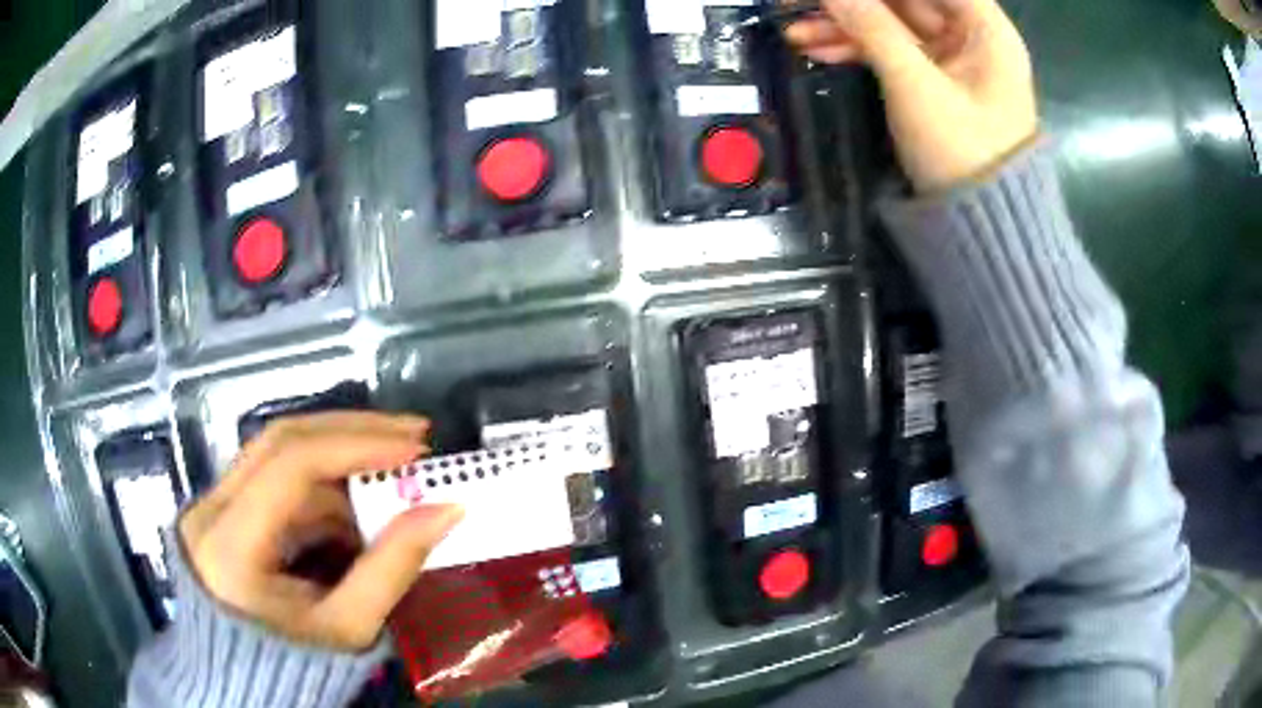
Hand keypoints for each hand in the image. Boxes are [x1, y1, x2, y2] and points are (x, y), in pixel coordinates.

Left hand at [179, 412, 463, 651]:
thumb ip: (393, 567)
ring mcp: (215, 502)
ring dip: (342, 457)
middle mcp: (213, 508)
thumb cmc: (297, 662)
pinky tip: (359, 502)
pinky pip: (280, 478)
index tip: (416, 448)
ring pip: (281, 453)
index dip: (355, 446)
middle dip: (353, 432)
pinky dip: (327, 484)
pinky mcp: (225, 505)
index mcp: (232, 544)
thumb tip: (447, 509)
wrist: (248, 676)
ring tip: (397, 472)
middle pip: (282, 441)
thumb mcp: (349, 626)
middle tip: (415, 433)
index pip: (290, 464)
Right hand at [785, 0, 1037, 191]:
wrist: (983, 229)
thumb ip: (872, 28)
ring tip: (794, 29)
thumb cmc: (963, 154)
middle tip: (798, 1)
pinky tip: (815, 48)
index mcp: (985, 30)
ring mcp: (951, 58)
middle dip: (853, 1)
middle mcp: (970, 35)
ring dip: (845, 24)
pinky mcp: (933, 79)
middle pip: (905, 0)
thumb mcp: (916, 86)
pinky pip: (890, 51)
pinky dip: (856, 49)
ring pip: (890, 23)